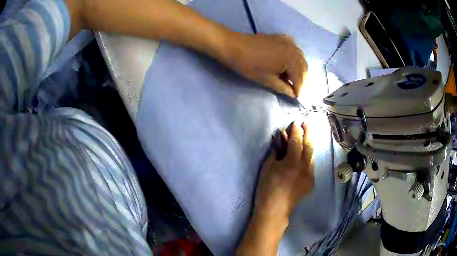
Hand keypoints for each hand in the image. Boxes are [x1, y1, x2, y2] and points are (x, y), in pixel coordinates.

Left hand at [227, 33, 307, 97]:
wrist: (234, 46)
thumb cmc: (250, 65)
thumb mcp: (268, 80)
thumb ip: (284, 88)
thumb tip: (293, 93)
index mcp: (292, 60)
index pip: (300, 78)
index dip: (299, 89)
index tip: (296, 97)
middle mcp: (294, 49)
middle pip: (303, 67)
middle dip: (301, 80)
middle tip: (295, 89)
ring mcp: (288, 41)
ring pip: (300, 58)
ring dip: (299, 69)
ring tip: (292, 78)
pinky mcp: (281, 37)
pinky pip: (294, 48)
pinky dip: (294, 57)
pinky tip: (290, 62)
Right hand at [254, 122, 313, 221]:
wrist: (275, 209)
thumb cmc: (267, 188)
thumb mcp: (268, 167)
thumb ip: (277, 152)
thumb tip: (282, 140)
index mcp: (292, 162)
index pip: (297, 141)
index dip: (296, 130)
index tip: (296, 122)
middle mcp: (305, 167)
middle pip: (309, 146)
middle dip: (307, 133)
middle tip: (306, 124)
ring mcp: (310, 175)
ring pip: (312, 156)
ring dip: (309, 145)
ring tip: (306, 137)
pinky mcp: (311, 182)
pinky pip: (311, 166)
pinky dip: (308, 158)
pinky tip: (303, 157)